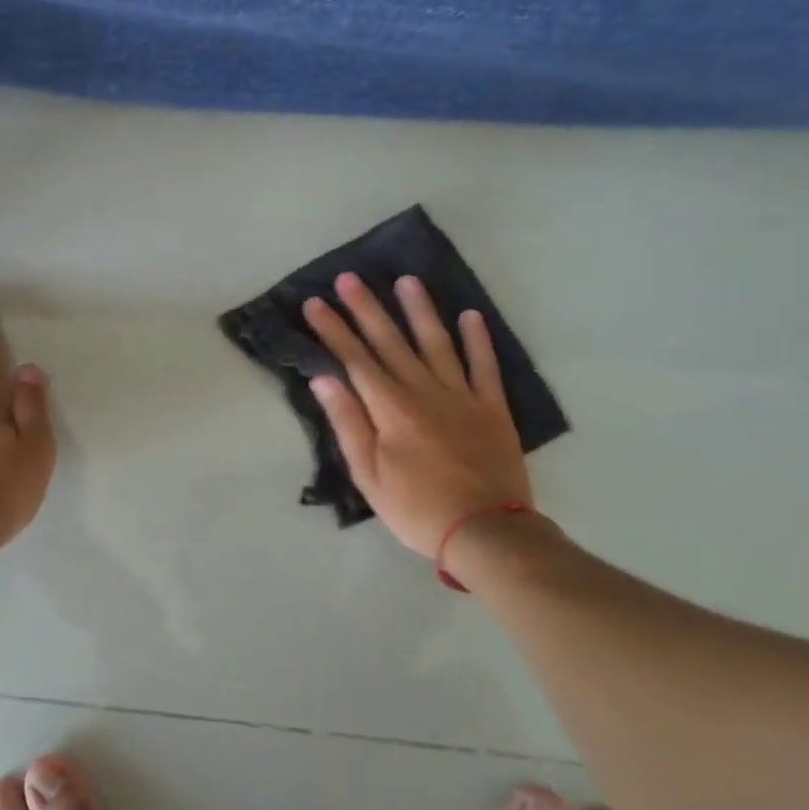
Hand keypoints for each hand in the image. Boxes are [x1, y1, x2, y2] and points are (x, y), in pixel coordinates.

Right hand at [303, 272, 531, 557]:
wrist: (486, 531)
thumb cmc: (416, 508)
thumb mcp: (368, 475)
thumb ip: (348, 423)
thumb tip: (324, 379)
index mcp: (391, 408)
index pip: (355, 359)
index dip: (333, 329)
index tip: (316, 303)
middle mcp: (425, 391)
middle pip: (391, 342)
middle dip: (366, 308)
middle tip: (350, 278)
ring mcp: (462, 395)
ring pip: (437, 343)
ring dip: (420, 310)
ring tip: (407, 280)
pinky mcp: (492, 408)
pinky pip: (484, 366)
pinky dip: (478, 340)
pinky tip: (471, 316)